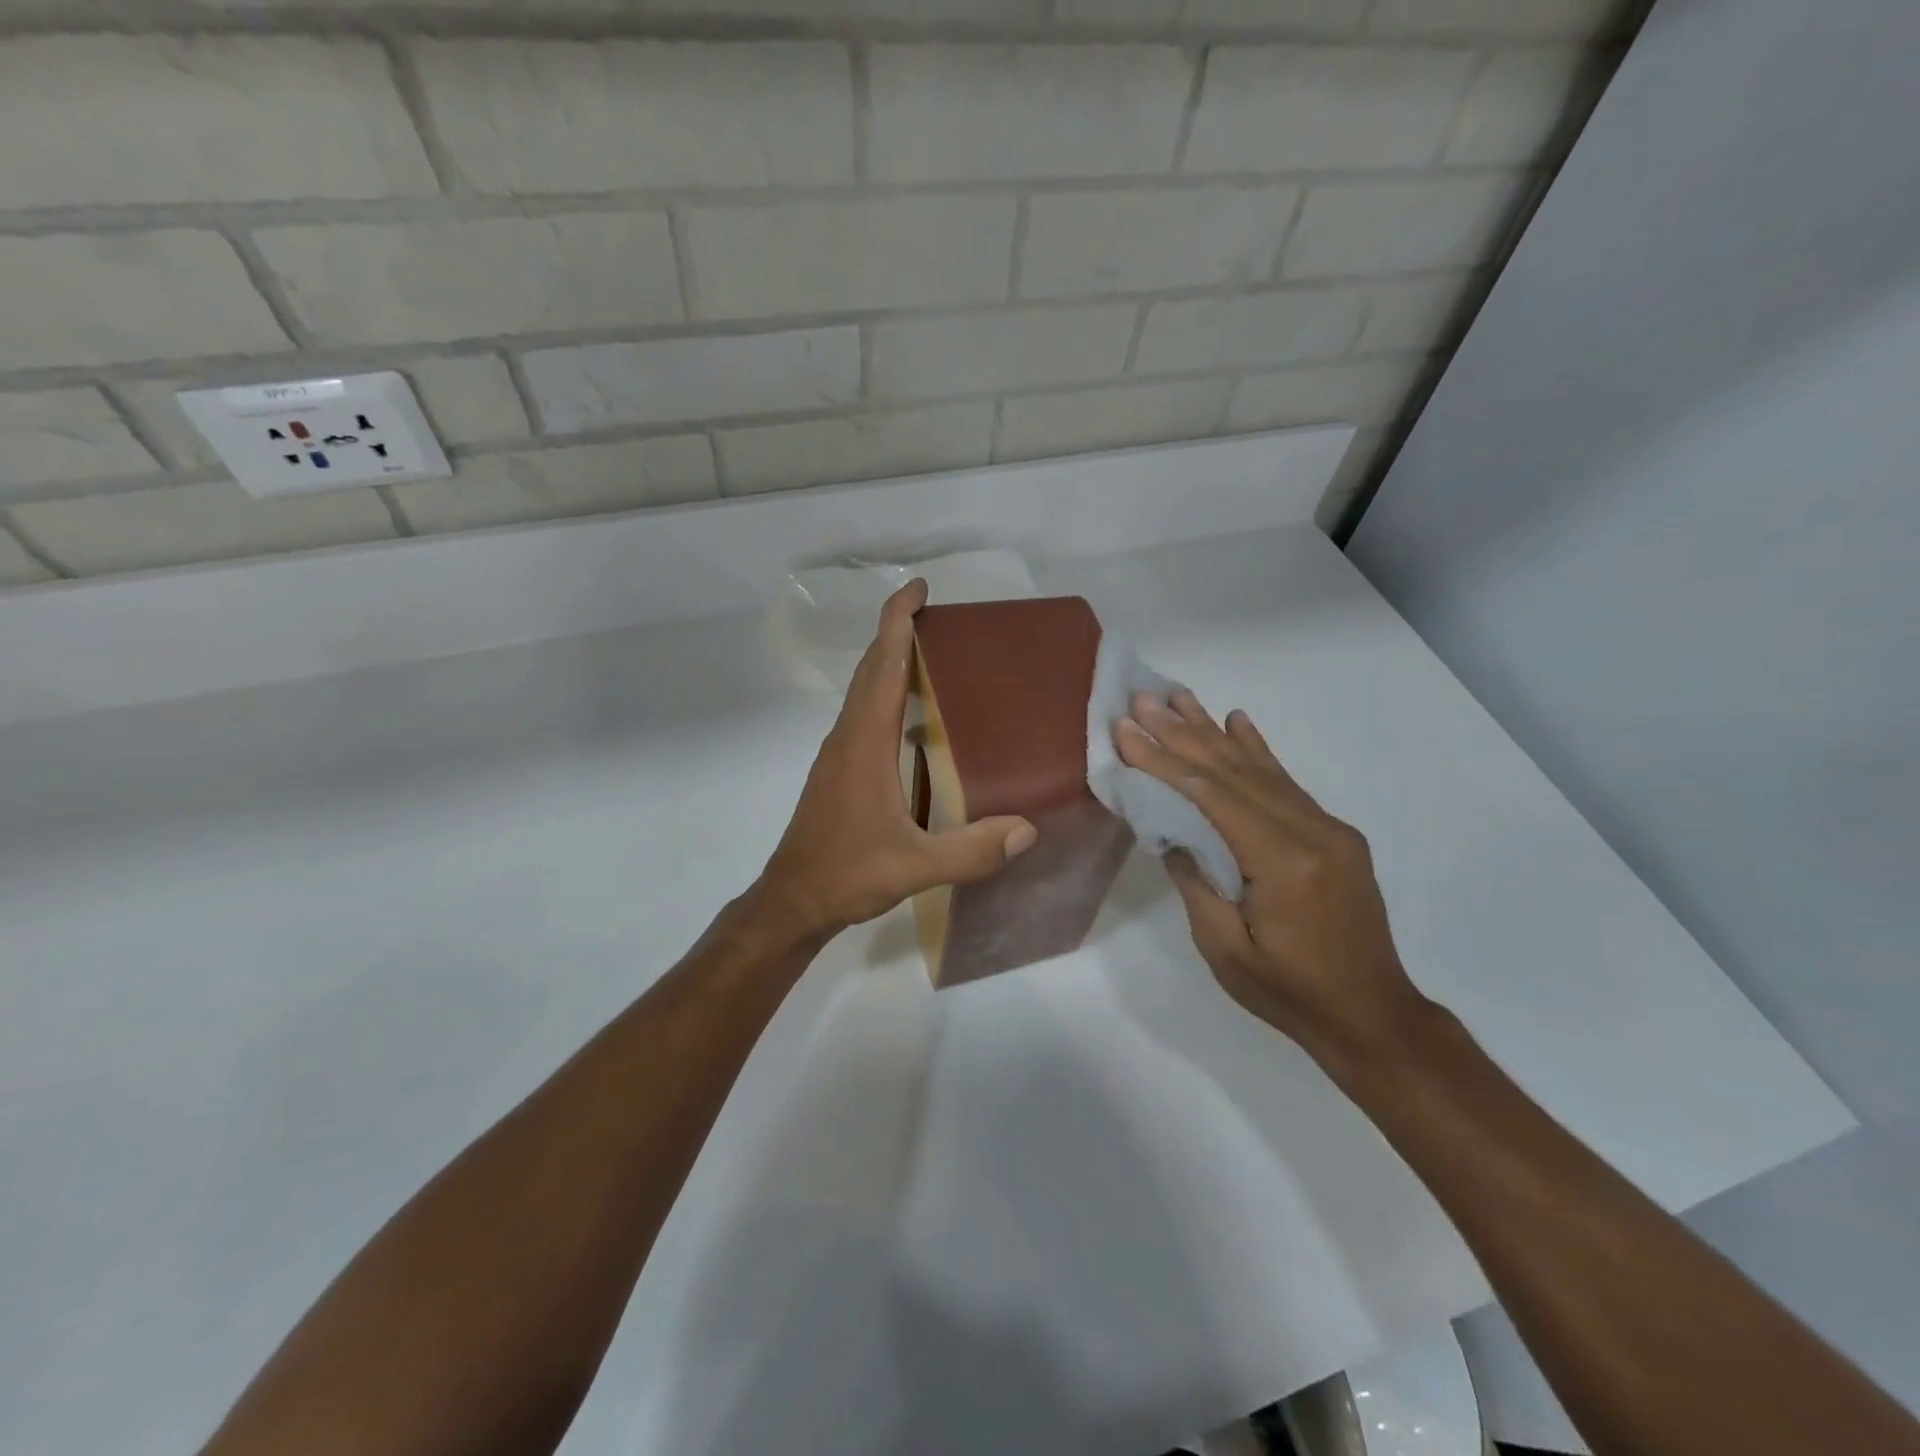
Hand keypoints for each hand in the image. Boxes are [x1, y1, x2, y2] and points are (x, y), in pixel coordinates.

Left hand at [756, 579, 1037, 938]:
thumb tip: (1028, 829)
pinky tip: (914, 717)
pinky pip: (863, 713)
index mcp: (865, 743)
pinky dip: (885, 693)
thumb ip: (971, 851)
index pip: (882, 665)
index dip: (897, 621)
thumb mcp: (914, 867)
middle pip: (870, 667)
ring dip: (889, 661)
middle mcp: (848, 736)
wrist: (792, 899)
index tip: (918, 588)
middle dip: (898, 631)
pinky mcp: (838, 769)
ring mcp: (839, 752)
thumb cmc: (847, 874)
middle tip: (938, 616)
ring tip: (931, 655)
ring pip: (864, 690)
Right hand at [1116, 689, 1426, 1065]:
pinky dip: (1257, 749)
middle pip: (1234, 770)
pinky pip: (1286, 783)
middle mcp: (1311, 831)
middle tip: (1143, 698)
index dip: (1164, 760)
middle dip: (1181, 732)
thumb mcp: (1225, 949)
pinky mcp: (1333, 834)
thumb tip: (1170, 830)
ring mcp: (1328, 828)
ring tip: (1178, 696)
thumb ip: (1195, 882)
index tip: (1126, 730)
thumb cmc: (1290, 993)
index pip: (1212, 795)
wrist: (1373, 1016)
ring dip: (1213, 730)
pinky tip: (1238, 721)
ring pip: (1260, 768)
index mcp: (1283, 862)